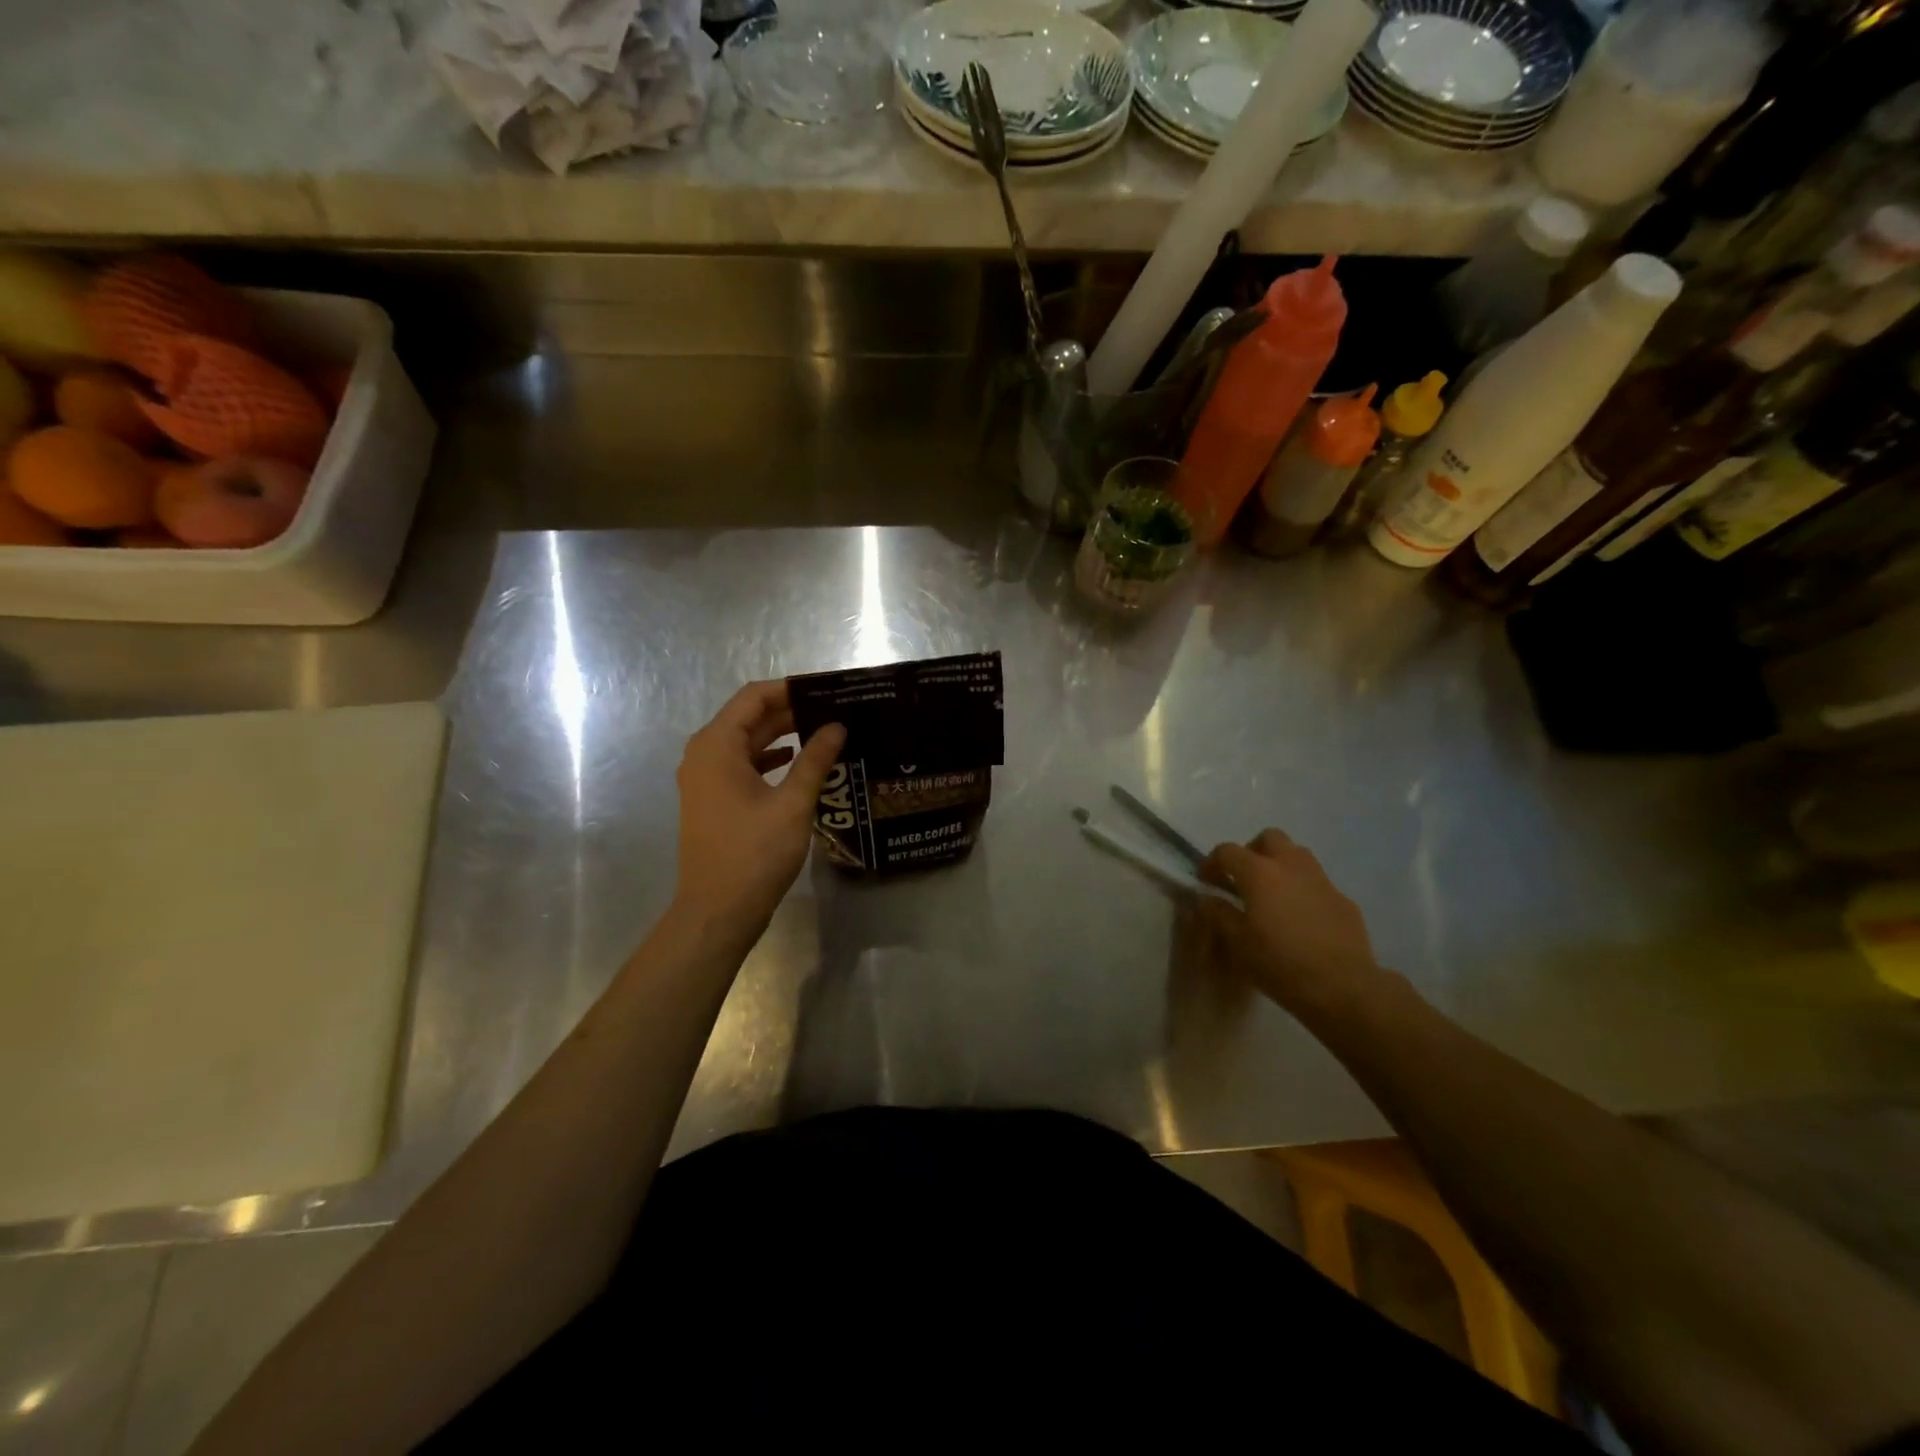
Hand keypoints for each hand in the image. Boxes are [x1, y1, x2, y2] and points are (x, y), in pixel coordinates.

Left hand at [673, 680, 845, 936]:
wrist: (717, 912)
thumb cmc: (754, 854)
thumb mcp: (793, 803)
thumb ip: (815, 759)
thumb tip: (837, 726)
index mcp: (717, 745)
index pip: (754, 697)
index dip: (791, 688)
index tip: (829, 689)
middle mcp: (704, 754)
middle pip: (749, 717)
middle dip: (791, 711)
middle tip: (836, 710)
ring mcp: (706, 779)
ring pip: (747, 742)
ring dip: (783, 735)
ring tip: (826, 732)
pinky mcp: (714, 800)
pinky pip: (744, 765)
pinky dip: (772, 760)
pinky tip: (802, 764)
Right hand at [1195, 829, 1385, 1016]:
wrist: (1342, 987)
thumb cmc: (1279, 963)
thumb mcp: (1237, 942)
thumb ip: (1219, 914)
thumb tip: (1207, 898)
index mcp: (1259, 873)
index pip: (1227, 851)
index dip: (1212, 862)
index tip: (1207, 881)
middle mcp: (1291, 866)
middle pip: (1270, 838)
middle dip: (1253, 851)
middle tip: (1245, 879)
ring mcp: (1322, 881)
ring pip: (1298, 855)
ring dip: (1281, 866)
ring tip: (1274, 895)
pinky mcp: (1344, 900)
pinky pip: (1319, 884)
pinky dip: (1304, 891)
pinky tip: (1302, 919)